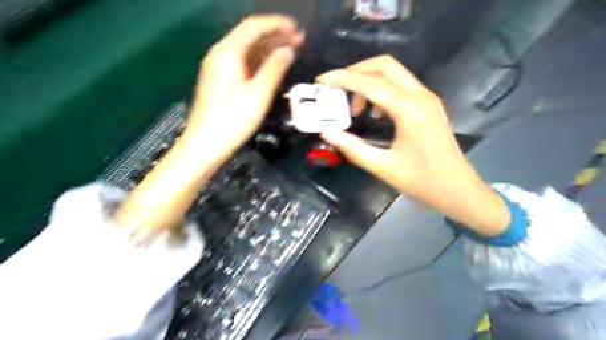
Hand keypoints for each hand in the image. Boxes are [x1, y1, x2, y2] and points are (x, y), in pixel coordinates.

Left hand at [184, 14, 305, 154]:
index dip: (278, 24)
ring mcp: (221, 69)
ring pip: (248, 51)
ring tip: (292, 51)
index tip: (298, 29)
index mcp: (228, 52)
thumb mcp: (259, 94)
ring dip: (270, 49)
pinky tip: (274, 66)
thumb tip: (288, 51)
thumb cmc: (233, 119)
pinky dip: (261, 62)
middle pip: (251, 37)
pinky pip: (245, 64)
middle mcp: (221, 55)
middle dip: (276, 36)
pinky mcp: (223, 82)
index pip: (254, 26)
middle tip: (300, 41)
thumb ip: (275, 68)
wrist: (206, 144)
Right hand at [317, 56, 509, 235]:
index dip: (343, 79)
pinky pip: (400, 86)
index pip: (371, 83)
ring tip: (354, 108)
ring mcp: (427, 98)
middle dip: (355, 71)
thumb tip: (327, 133)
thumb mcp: (383, 167)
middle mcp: (421, 96)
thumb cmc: (423, 182)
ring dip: (368, 82)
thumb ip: (353, 148)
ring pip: (393, 73)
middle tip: (335, 88)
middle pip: (385, 66)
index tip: (321, 81)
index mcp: (410, 111)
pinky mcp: (428, 105)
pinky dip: (381, 91)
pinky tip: (375, 113)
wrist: (459, 190)